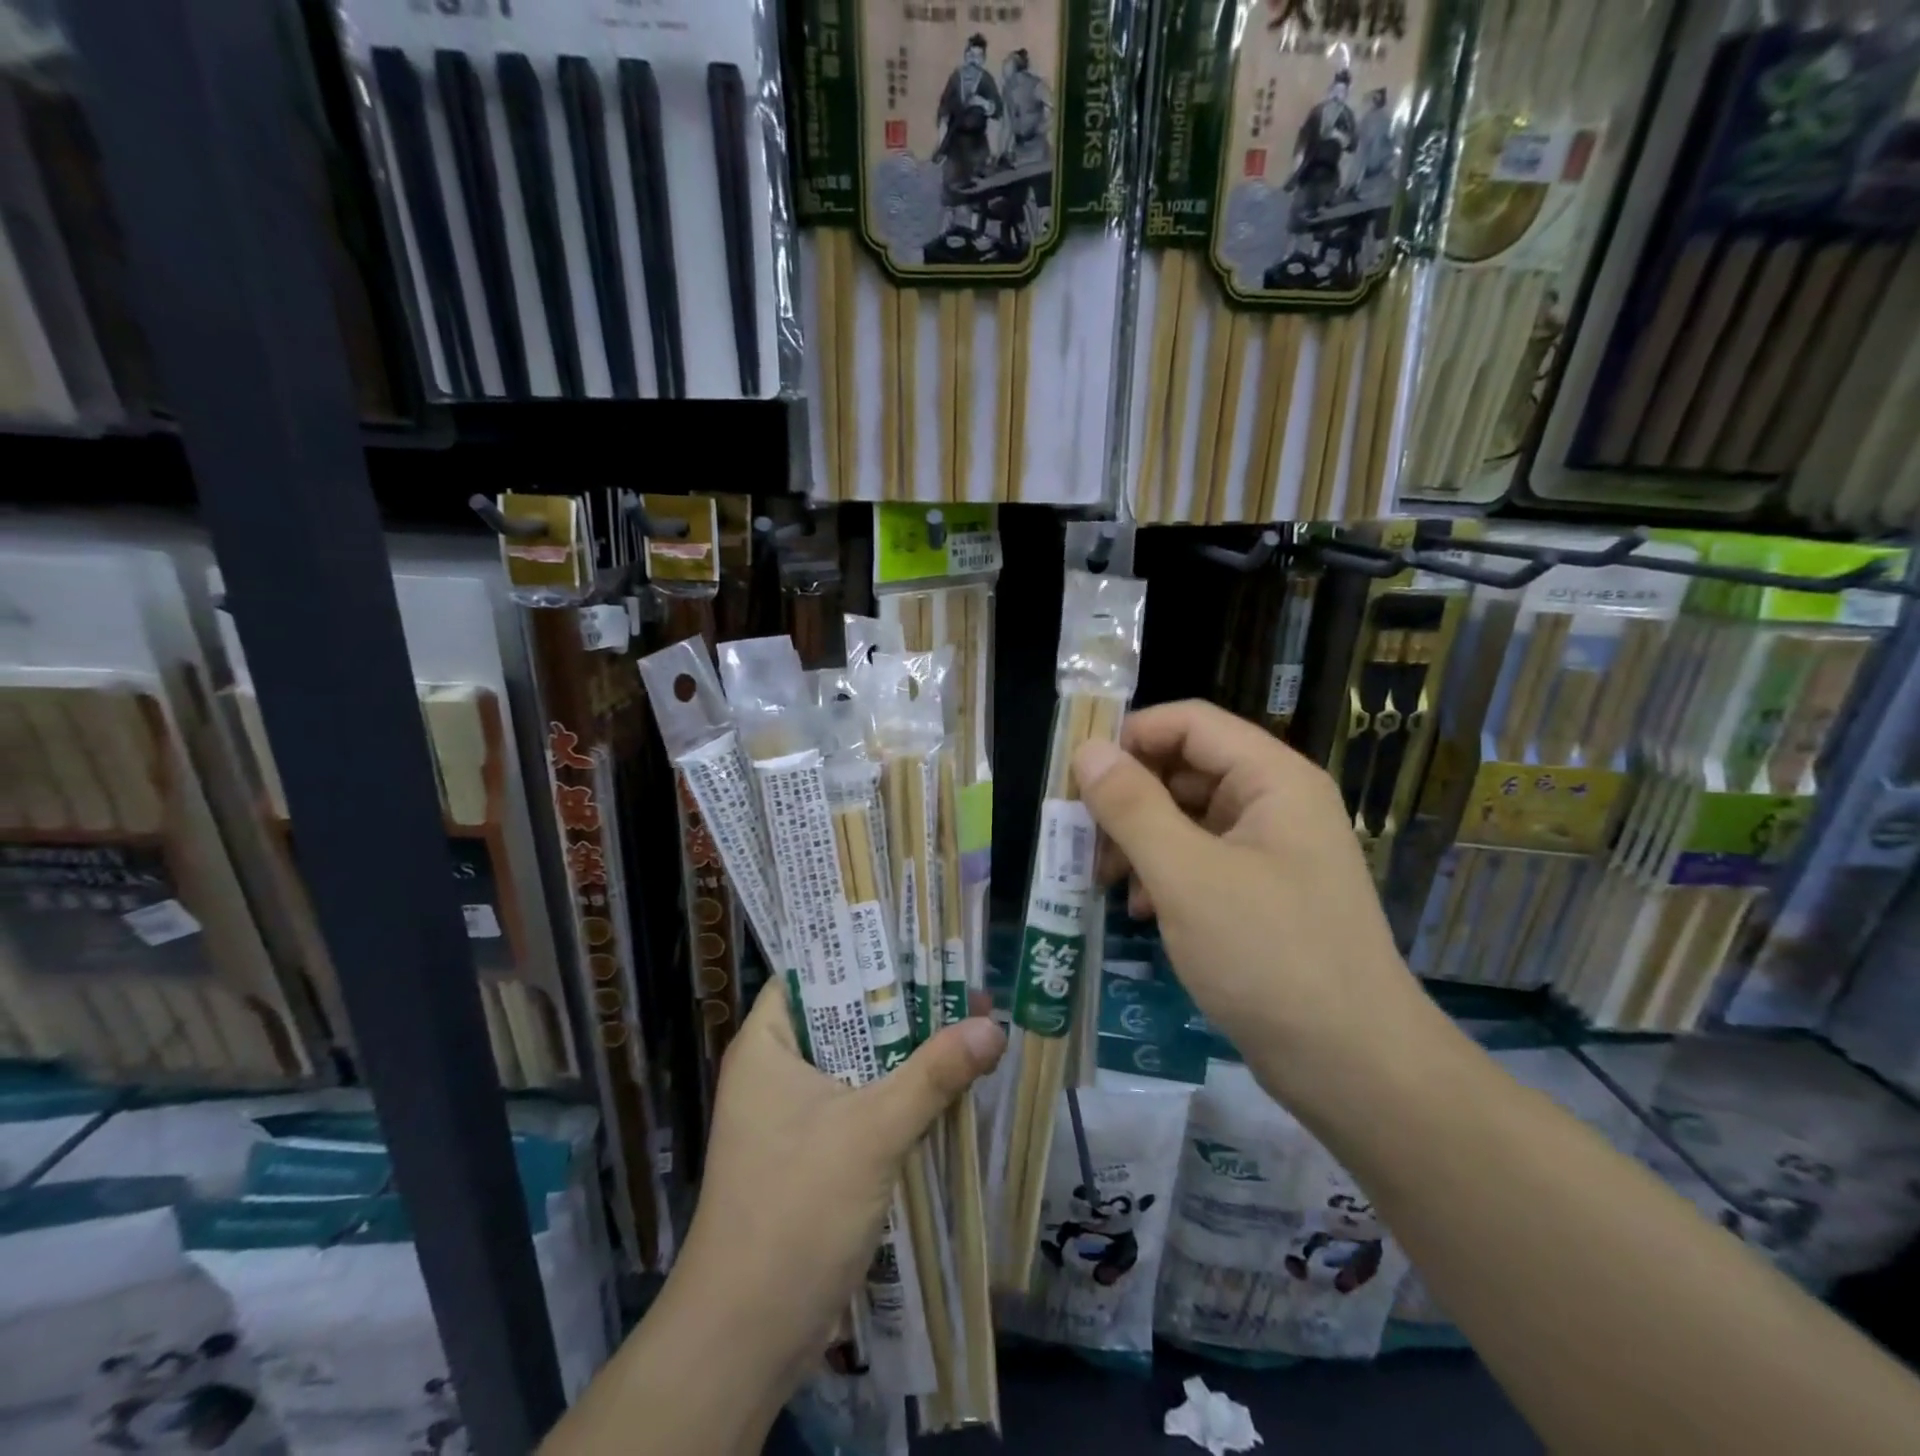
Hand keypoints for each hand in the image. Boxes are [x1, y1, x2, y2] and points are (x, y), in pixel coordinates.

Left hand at [670, 981, 1005, 1390]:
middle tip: (958, 978)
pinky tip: (946, 1082)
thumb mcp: (872, 1130)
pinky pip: (861, 1102)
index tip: (915, 937)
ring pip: (857, 1062)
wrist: (747, 1337)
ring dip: (905, 1050)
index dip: (861, 951)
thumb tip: (994, 1025)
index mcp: (767, 1043)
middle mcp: (775, 1070)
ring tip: (966, 1019)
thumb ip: (934, 1073)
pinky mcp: (813, 1153)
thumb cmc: (796, 1209)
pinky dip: (898, 1091)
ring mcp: (793, 1115)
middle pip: (845, 1017)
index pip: (813, 972)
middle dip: (901, 1003)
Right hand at [1071, 700, 1435, 1108]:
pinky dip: (1164, 875)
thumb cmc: (1268, 956)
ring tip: (1106, 880)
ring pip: (1188, 818)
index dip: (1130, 736)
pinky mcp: (1262, 894)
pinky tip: (1142, 911)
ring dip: (1140, 840)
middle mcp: (1276, 803)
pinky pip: (1201, 861)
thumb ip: (1132, 806)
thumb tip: (1087, 751)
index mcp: (1272, 779)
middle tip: (1080, 835)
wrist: (1353, 1066)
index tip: (1076, 773)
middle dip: (1128, 798)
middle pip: (1186, 769)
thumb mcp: (1186, 875)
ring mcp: (1272, 851)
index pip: (1189, 723)